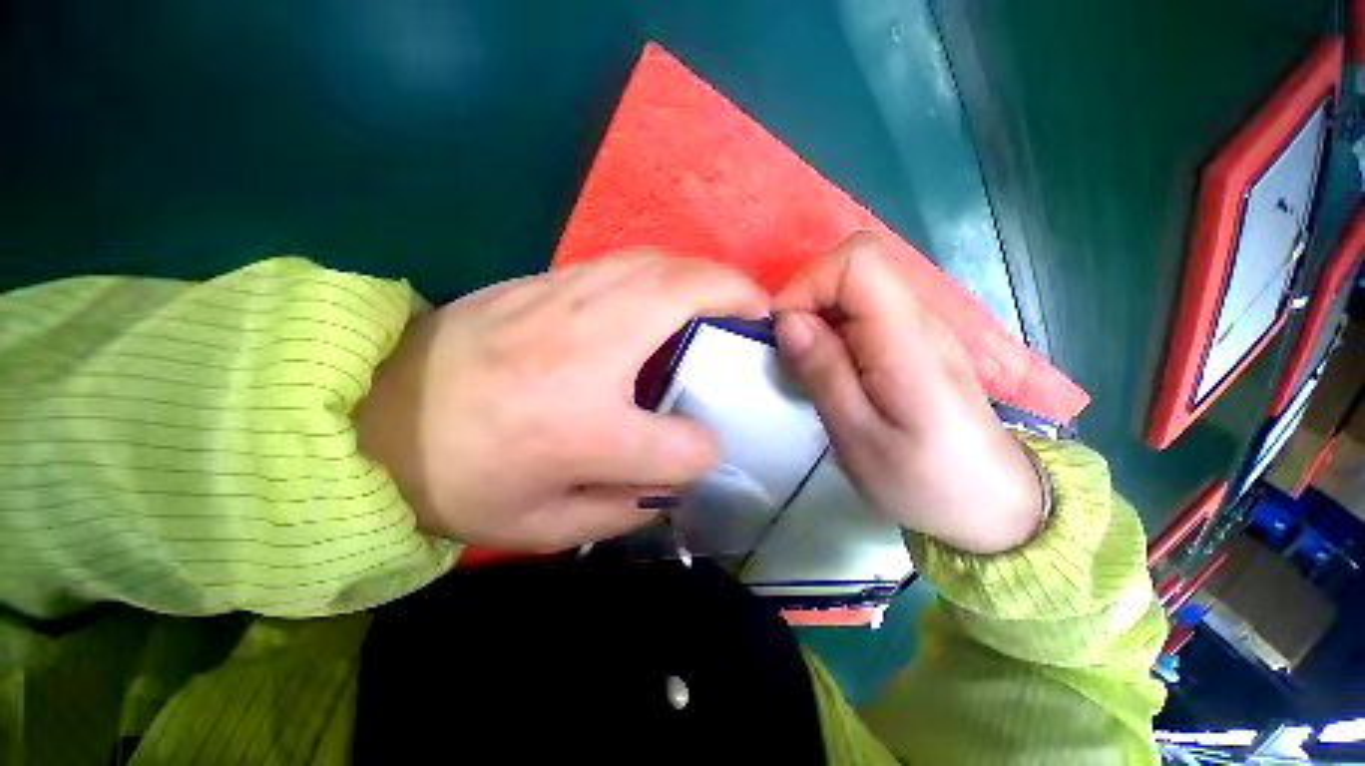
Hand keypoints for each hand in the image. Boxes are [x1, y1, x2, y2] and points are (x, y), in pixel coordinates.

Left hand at [355, 255, 768, 550]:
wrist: (366, 417)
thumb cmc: (455, 479)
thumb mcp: (542, 525)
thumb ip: (622, 509)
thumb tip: (670, 482)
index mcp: (584, 427)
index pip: (681, 445)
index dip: (700, 455)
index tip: (698, 454)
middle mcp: (585, 350)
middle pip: (685, 297)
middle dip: (736, 295)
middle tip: (760, 311)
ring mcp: (561, 300)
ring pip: (656, 264)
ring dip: (702, 274)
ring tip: (723, 295)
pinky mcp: (541, 281)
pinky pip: (621, 263)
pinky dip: (662, 270)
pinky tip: (666, 293)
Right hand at [773, 233, 1043, 553]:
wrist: (991, 503)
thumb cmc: (924, 481)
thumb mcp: (858, 437)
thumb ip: (823, 373)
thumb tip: (788, 320)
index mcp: (908, 341)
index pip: (859, 261)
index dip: (809, 283)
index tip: (784, 330)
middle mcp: (918, 320)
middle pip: (855, 267)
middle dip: (808, 300)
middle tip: (792, 354)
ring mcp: (919, 328)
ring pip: (855, 289)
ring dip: (818, 318)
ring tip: (808, 367)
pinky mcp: (912, 343)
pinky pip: (862, 314)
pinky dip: (833, 331)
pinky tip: (831, 370)